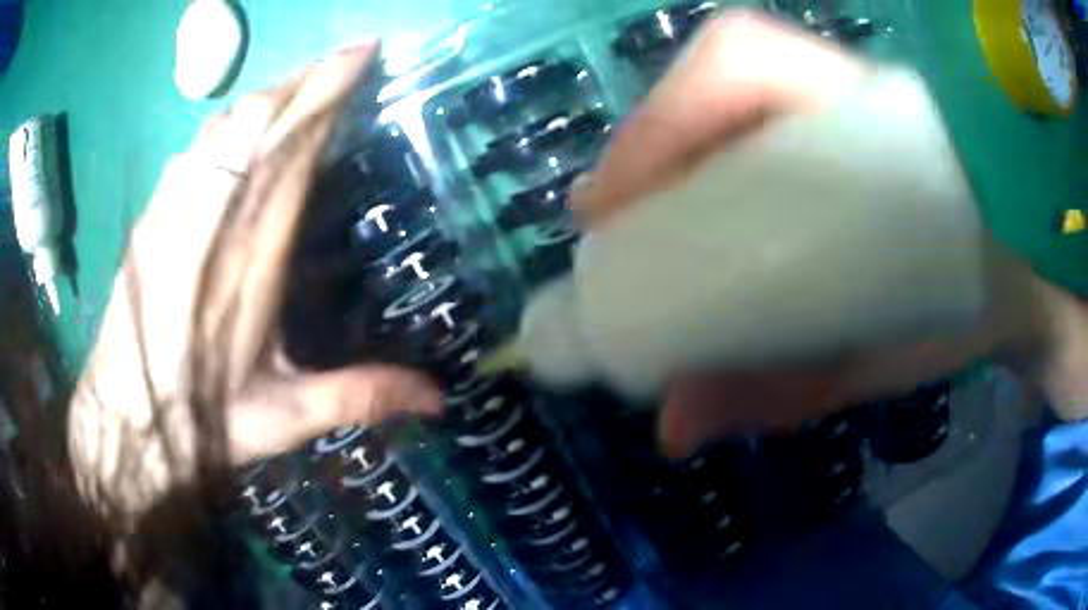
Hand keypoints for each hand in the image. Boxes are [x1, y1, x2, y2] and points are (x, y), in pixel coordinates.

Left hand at [68, 42, 440, 521]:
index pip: (293, 150)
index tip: (362, 55)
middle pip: (259, 122)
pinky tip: (238, 128)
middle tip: (347, 57)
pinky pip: (194, 151)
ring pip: (224, 128)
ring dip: (268, 96)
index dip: (327, 94)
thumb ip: (360, 395)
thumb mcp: (285, 419)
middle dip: (306, 79)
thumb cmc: (203, 424)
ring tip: (302, 84)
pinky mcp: (152, 220)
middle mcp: (212, 222)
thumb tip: (439, 397)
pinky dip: (226, 125)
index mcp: (252, 260)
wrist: (126, 423)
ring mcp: (175, 213)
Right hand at [572, 10, 1087, 457]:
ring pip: (729, 90)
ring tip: (637, 221)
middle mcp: (847, 86)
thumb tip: (672, 430)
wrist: (1017, 281)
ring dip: (669, 151)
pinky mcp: (838, 116)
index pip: (744, 59)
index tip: (606, 209)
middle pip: (719, 73)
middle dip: (650, 145)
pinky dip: (704, 154)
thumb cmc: (968, 308)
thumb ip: (783, 387)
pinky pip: (754, 114)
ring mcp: (840, 93)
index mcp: (877, 117)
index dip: (662, 121)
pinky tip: (689, 207)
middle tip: (611, 226)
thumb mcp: (883, 356)